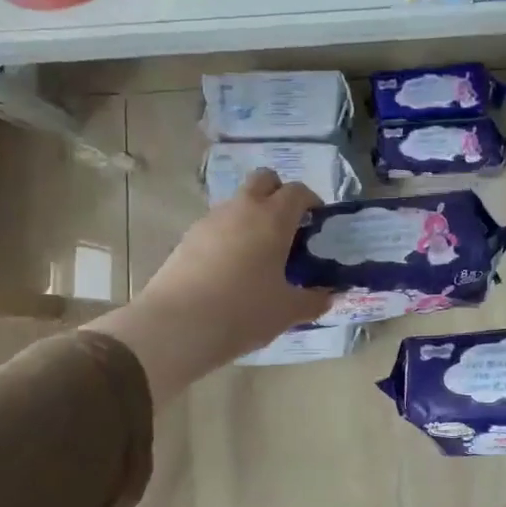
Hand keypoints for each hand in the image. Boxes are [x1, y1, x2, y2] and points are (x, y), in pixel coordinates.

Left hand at [87, 169, 328, 404]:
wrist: (176, 327)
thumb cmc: (243, 312)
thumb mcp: (288, 311)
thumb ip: (314, 300)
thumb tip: (330, 296)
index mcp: (273, 218)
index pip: (298, 191)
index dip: (311, 202)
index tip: (317, 223)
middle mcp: (242, 209)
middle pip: (264, 180)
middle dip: (279, 193)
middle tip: (288, 227)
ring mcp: (210, 221)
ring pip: (238, 202)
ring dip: (252, 216)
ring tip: (259, 255)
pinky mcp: (187, 238)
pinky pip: (217, 226)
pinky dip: (229, 236)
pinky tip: (231, 270)